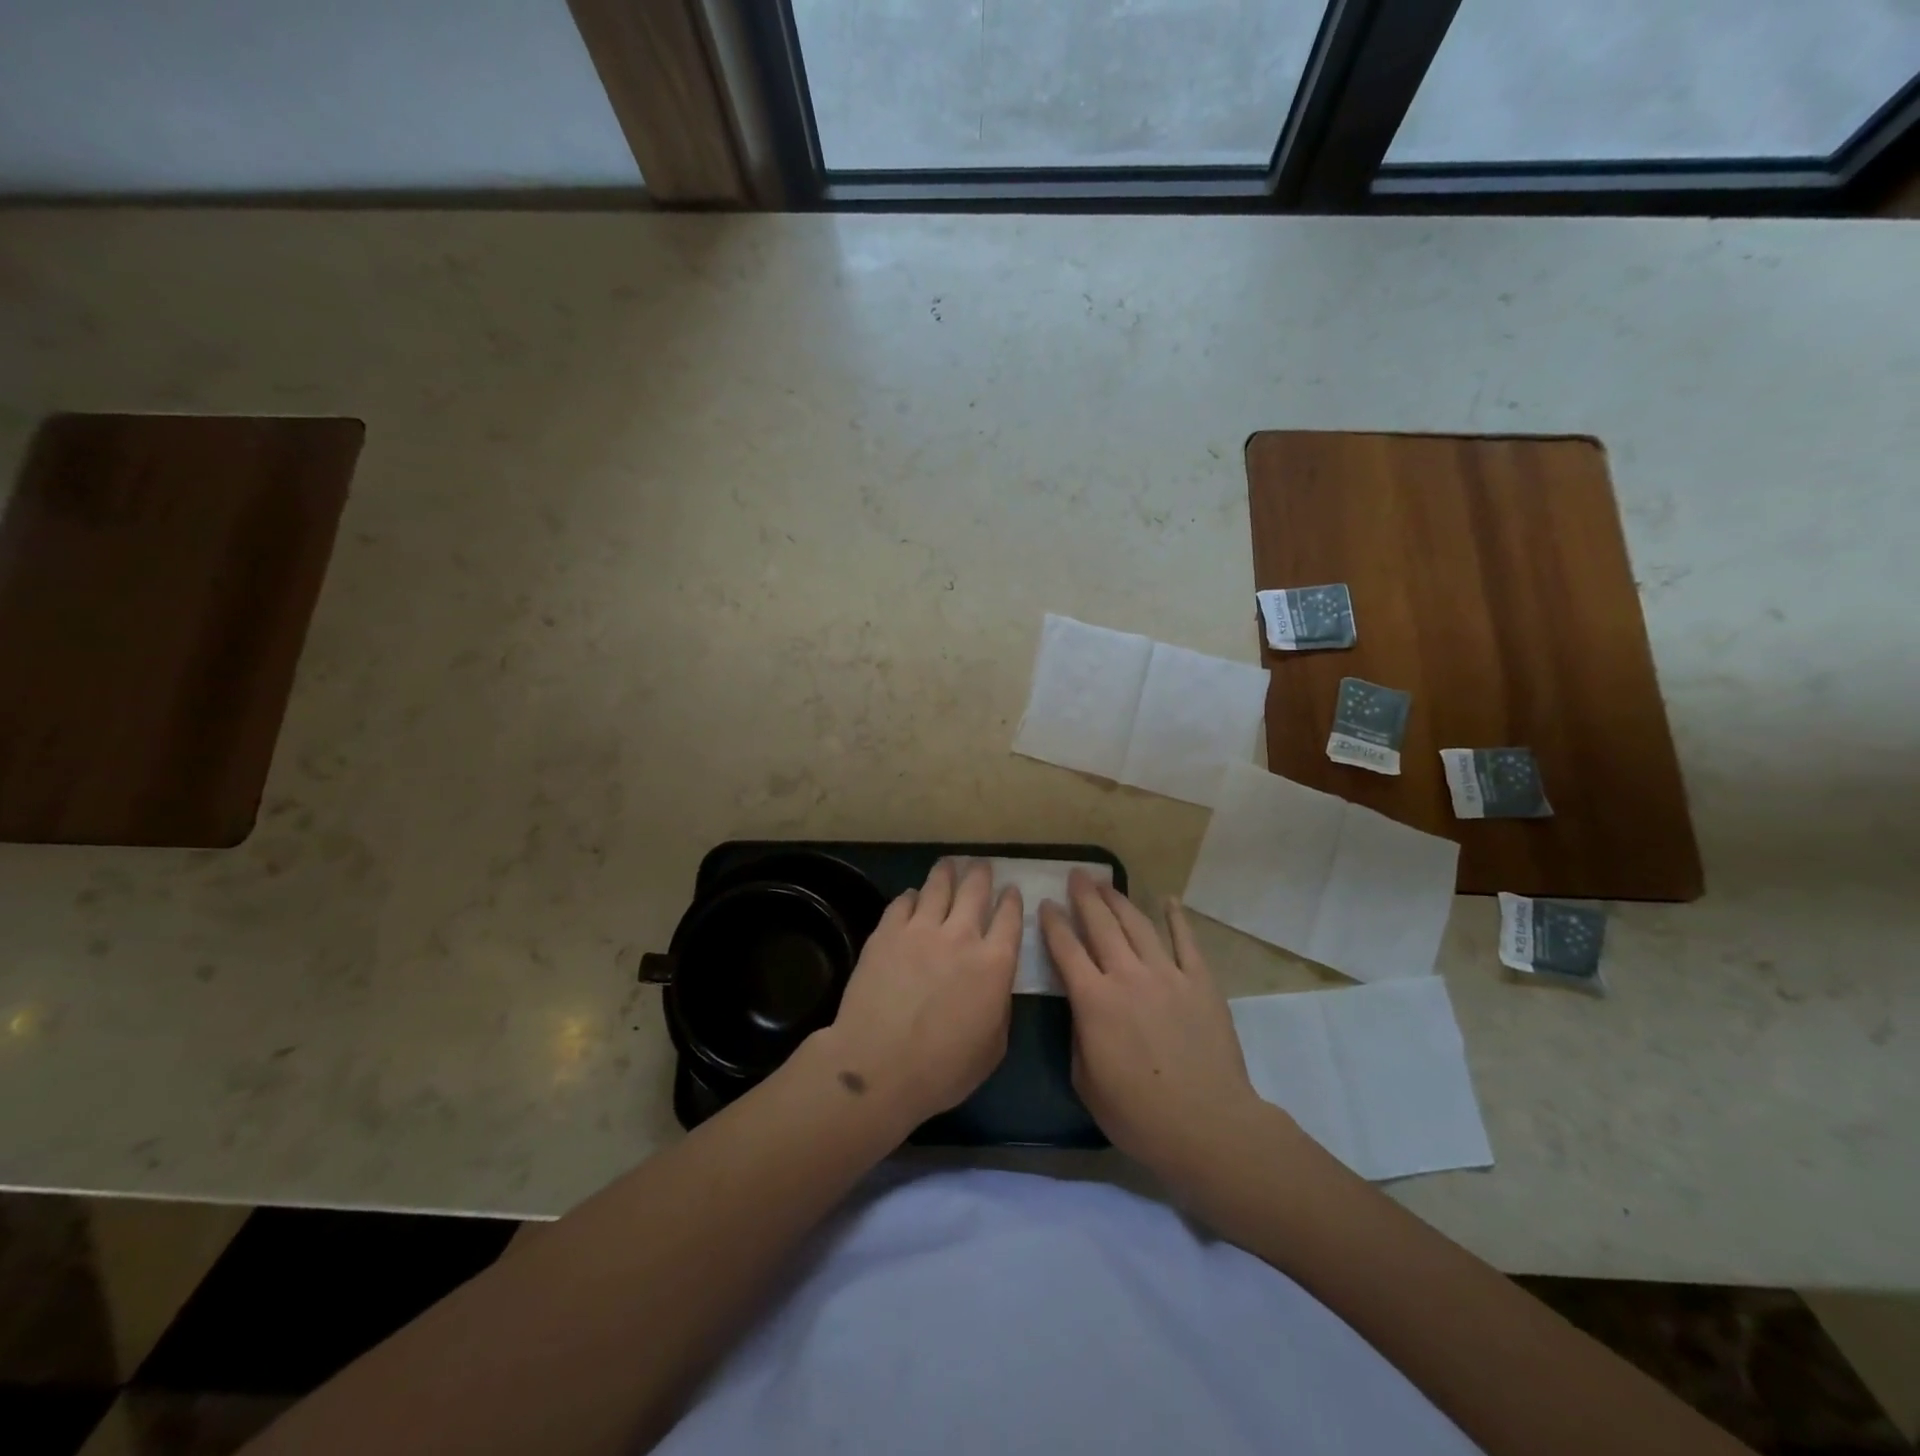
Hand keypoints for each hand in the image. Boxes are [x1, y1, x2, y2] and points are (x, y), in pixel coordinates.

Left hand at [817, 860, 1022, 1128]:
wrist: (879, 1066)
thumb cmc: (943, 1069)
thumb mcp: (993, 1047)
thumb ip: (1000, 1006)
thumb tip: (995, 985)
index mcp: (994, 963)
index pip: (1009, 919)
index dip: (1011, 901)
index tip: (1011, 890)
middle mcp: (961, 936)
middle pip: (975, 891)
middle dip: (981, 874)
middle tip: (981, 865)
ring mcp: (921, 929)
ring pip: (938, 887)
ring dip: (947, 873)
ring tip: (949, 864)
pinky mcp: (887, 932)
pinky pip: (903, 902)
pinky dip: (912, 896)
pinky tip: (912, 896)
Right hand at [1041, 870, 1273, 1187]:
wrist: (1207, 1125)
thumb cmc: (1138, 1113)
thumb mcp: (1086, 1080)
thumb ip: (1079, 1035)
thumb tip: (1082, 1008)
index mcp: (1094, 1000)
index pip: (1066, 949)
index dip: (1053, 923)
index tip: (1046, 904)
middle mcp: (1127, 975)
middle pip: (1101, 925)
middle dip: (1085, 897)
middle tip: (1077, 875)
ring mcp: (1167, 974)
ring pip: (1138, 925)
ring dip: (1120, 900)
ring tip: (1107, 884)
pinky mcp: (1200, 981)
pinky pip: (1186, 940)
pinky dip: (1176, 917)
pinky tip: (1169, 900)